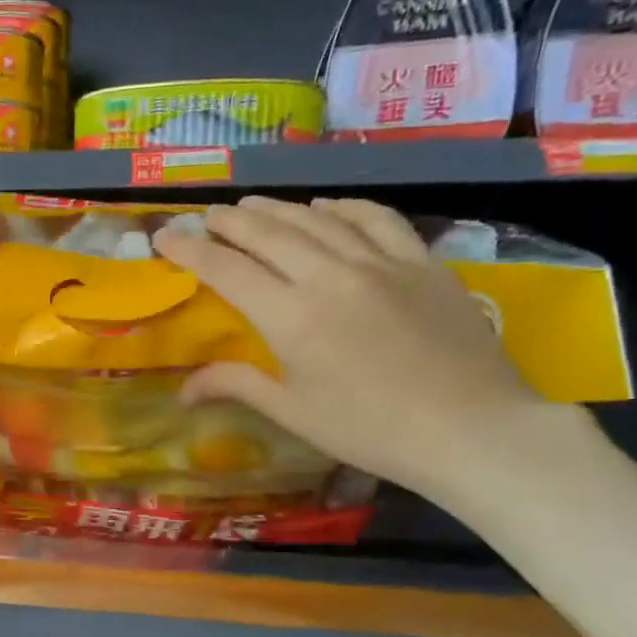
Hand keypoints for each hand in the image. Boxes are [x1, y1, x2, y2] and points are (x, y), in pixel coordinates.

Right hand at [154, 197, 561, 502]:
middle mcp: (331, 276)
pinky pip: (376, 218)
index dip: (191, 250)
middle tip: (207, 216)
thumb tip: (183, 390)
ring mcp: (381, 262)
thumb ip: (238, 386)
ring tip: (253, 205)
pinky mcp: (422, 261)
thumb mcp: (295, 413)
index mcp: (292, 318)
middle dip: (230, 220)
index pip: (228, 270)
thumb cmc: (371, 431)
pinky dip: (343, 206)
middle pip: (269, 233)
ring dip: (278, 208)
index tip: (165, 235)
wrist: (472, 430)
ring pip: (318, 218)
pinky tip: (327, 205)